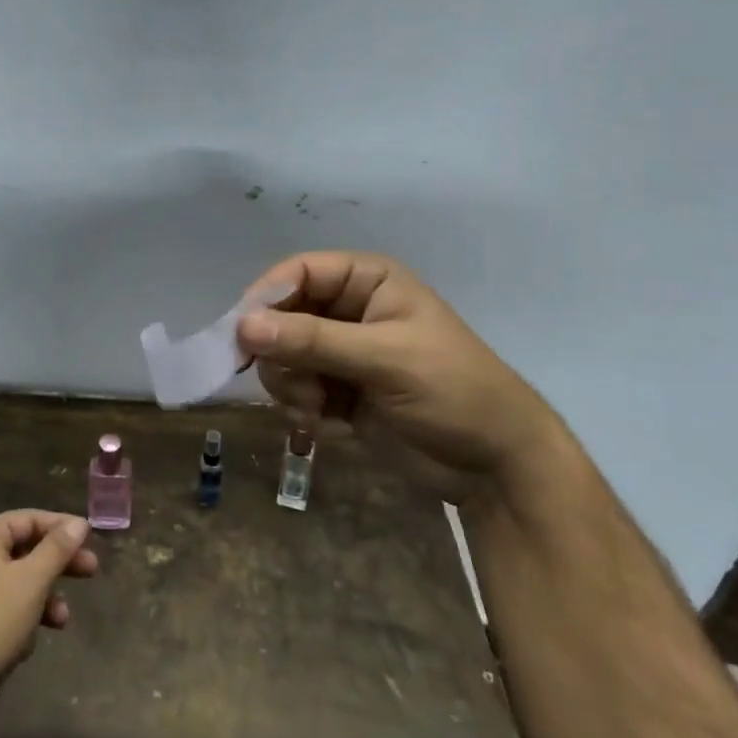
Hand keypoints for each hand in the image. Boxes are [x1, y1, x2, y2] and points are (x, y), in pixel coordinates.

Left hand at [0, 510, 98, 734]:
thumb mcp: (32, 580)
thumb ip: (58, 548)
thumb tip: (80, 522)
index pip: (28, 519)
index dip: (60, 525)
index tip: (89, 537)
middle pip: (26, 549)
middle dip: (59, 562)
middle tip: (92, 569)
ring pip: (21, 582)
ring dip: (46, 596)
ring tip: (64, 618)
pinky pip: (9, 609)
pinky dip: (28, 617)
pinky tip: (35, 639)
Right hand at [235, 251, 562, 501]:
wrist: (495, 467)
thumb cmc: (453, 391)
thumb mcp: (385, 359)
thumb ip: (313, 340)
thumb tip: (243, 325)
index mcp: (367, 280)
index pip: (299, 271)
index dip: (267, 296)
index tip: (243, 333)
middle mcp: (348, 308)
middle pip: (281, 313)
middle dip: (279, 350)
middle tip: (292, 382)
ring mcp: (340, 351)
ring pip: (281, 353)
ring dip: (288, 382)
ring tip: (315, 407)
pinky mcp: (335, 389)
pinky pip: (292, 386)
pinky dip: (298, 404)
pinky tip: (321, 423)